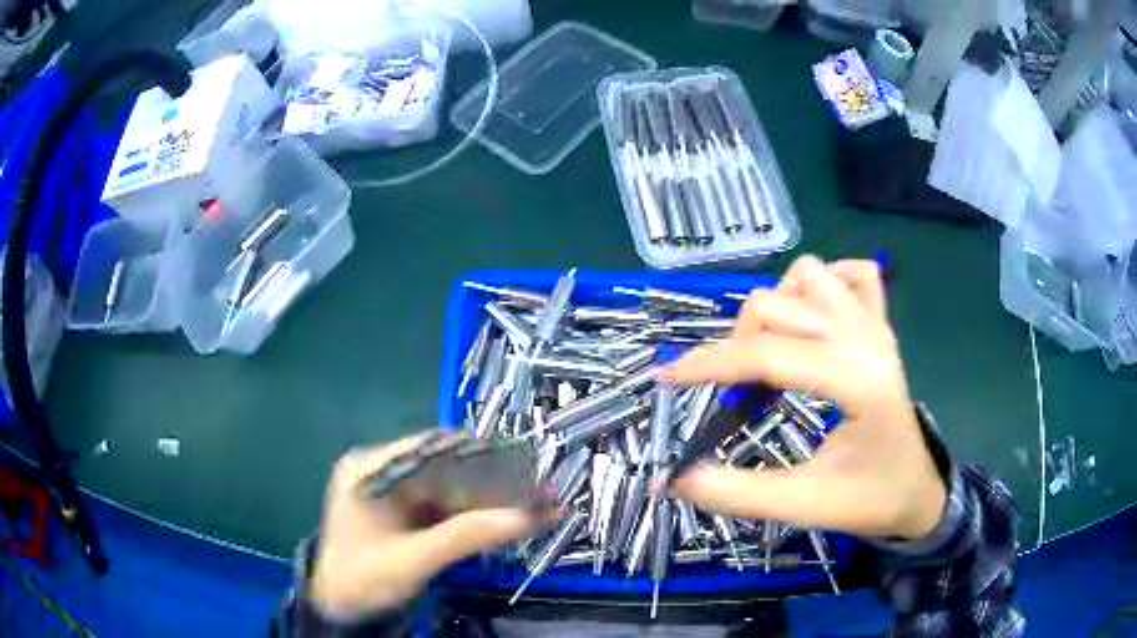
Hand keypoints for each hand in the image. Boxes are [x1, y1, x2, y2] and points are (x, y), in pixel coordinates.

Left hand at [311, 432, 542, 617]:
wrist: (342, 609)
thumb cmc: (365, 580)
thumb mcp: (415, 559)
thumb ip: (468, 535)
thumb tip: (529, 516)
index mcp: (369, 469)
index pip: (432, 450)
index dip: (480, 458)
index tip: (525, 468)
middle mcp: (381, 471)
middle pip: (445, 467)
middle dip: (492, 482)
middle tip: (538, 491)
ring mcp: (393, 492)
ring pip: (450, 487)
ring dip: (489, 498)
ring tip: (533, 504)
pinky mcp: (404, 512)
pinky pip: (445, 506)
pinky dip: (475, 514)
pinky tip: (505, 518)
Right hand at [662, 255, 946, 540]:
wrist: (917, 491)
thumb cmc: (870, 500)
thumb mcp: (804, 505)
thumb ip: (738, 494)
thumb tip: (675, 480)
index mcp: (855, 380)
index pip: (766, 354)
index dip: (708, 364)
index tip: (666, 380)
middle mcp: (866, 338)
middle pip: (778, 304)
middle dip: (737, 343)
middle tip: (734, 393)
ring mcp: (875, 325)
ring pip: (810, 274)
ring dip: (776, 306)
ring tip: (771, 352)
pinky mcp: (880, 325)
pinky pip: (851, 274)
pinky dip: (823, 284)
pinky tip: (812, 319)